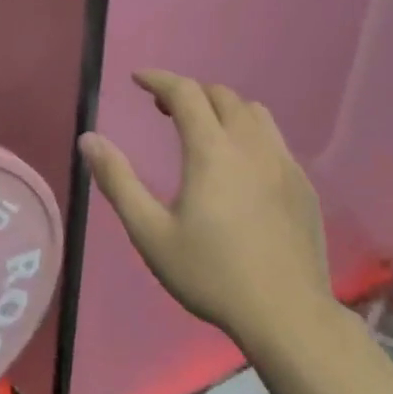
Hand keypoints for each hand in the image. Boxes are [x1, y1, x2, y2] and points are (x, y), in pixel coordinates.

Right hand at [80, 70, 332, 346]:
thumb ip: (118, 181)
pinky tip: (238, 164)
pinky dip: (248, 132)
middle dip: (189, 92)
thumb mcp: (150, 232)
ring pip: (254, 113)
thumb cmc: (210, 274)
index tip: (137, 79)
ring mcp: (285, 164)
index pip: (185, 93)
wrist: (286, 314)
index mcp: (212, 152)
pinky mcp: (303, 185)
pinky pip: (274, 139)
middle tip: (162, 109)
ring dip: (222, 108)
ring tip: (201, 129)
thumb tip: (89, 139)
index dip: (159, 79)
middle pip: (223, 96)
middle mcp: (252, 147)